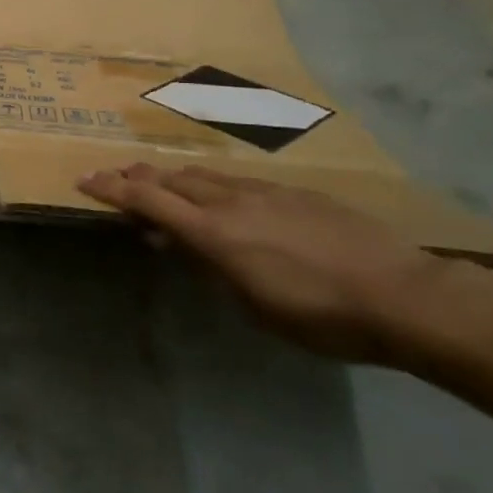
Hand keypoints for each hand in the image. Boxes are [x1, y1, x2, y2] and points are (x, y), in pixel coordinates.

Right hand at [78, 162, 464, 363]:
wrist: (408, 297)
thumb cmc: (322, 317)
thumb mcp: (253, 305)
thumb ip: (209, 267)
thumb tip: (177, 243)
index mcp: (214, 232)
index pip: (148, 200)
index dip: (112, 189)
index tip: (84, 180)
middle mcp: (232, 202)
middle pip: (171, 178)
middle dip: (138, 177)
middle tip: (115, 177)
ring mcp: (267, 192)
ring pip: (205, 175)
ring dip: (175, 178)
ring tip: (162, 183)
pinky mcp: (298, 193)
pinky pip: (240, 181)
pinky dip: (215, 185)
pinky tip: (225, 198)